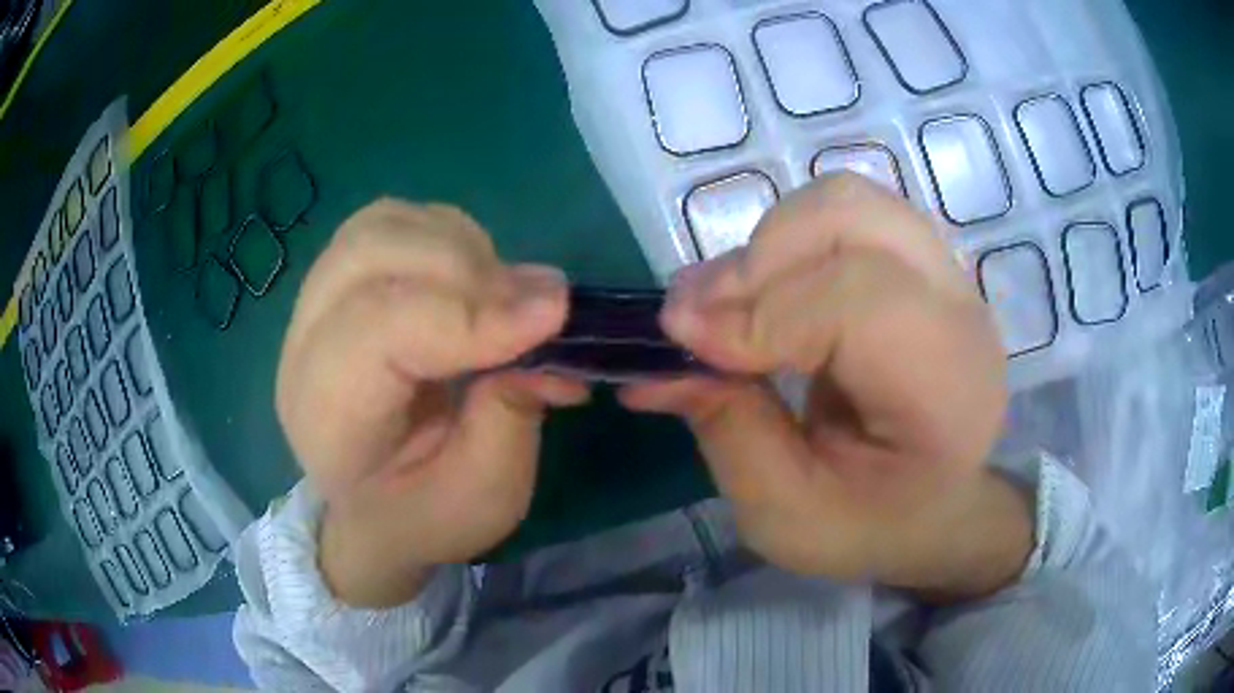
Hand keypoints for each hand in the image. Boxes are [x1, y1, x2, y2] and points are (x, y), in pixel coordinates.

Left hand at [276, 200, 587, 607]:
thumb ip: (512, 414)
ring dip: (457, 246)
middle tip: (534, 307)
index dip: (467, 313)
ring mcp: (316, 305)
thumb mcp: (485, 496)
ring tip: (502, 296)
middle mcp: (306, 347)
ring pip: (379, 226)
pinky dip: (445, 236)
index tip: (552, 316)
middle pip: (368, 255)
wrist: (373, 509)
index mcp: (328, 418)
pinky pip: (391, 224)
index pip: (376, 330)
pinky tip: (473, 280)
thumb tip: (546, 318)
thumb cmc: (423, 514)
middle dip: (465, 269)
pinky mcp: (340, 283)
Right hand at [623, 175, 1029, 600]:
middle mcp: (959, 313)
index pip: (860, 303)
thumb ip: (728, 430)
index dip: (763, 313)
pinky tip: (769, 289)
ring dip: (770, 240)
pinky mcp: (919, 260)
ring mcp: (944, 274)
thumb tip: (661, 357)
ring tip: (730, 300)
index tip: (684, 342)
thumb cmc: (870, 525)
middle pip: (854, 221)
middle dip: (757, 262)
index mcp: (947, 393)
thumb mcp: (785, 513)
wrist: (933, 506)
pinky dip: (789, 236)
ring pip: (847, 201)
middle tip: (694, 314)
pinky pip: (846, 211)